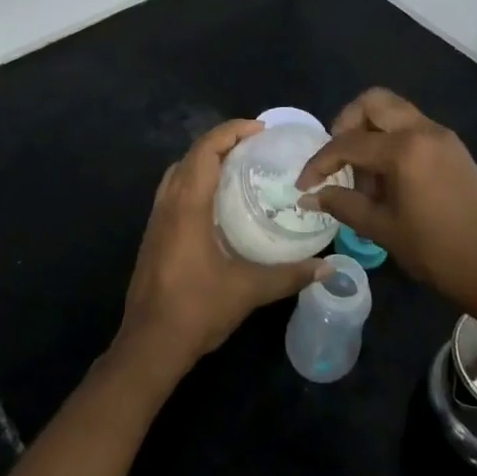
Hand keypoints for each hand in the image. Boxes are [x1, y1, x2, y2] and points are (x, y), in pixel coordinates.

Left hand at [116, 119, 328, 372]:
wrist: (149, 345)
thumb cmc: (196, 310)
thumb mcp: (248, 290)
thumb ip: (289, 275)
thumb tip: (327, 268)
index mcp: (187, 206)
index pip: (205, 151)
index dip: (231, 132)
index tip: (260, 130)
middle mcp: (168, 204)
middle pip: (190, 156)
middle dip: (221, 142)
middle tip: (255, 146)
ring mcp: (156, 220)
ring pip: (178, 172)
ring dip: (205, 160)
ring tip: (238, 166)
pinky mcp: (154, 235)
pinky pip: (174, 191)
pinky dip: (195, 180)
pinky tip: (217, 201)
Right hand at [296, 88, 476, 320]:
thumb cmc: (439, 252)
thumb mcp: (384, 230)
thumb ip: (343, 205)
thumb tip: (309, 196)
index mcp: (404, 149)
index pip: (347, 143)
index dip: (319, 163)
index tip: (304, 184)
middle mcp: (423, 130)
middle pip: (373, 102)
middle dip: (347, 124)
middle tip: (338, 158)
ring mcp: (442, 136)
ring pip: (395, 111)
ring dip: (371, 131)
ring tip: (365, 177)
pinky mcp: (453, 147)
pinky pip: (413, 128)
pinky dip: (393, 140)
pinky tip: (388, 179)